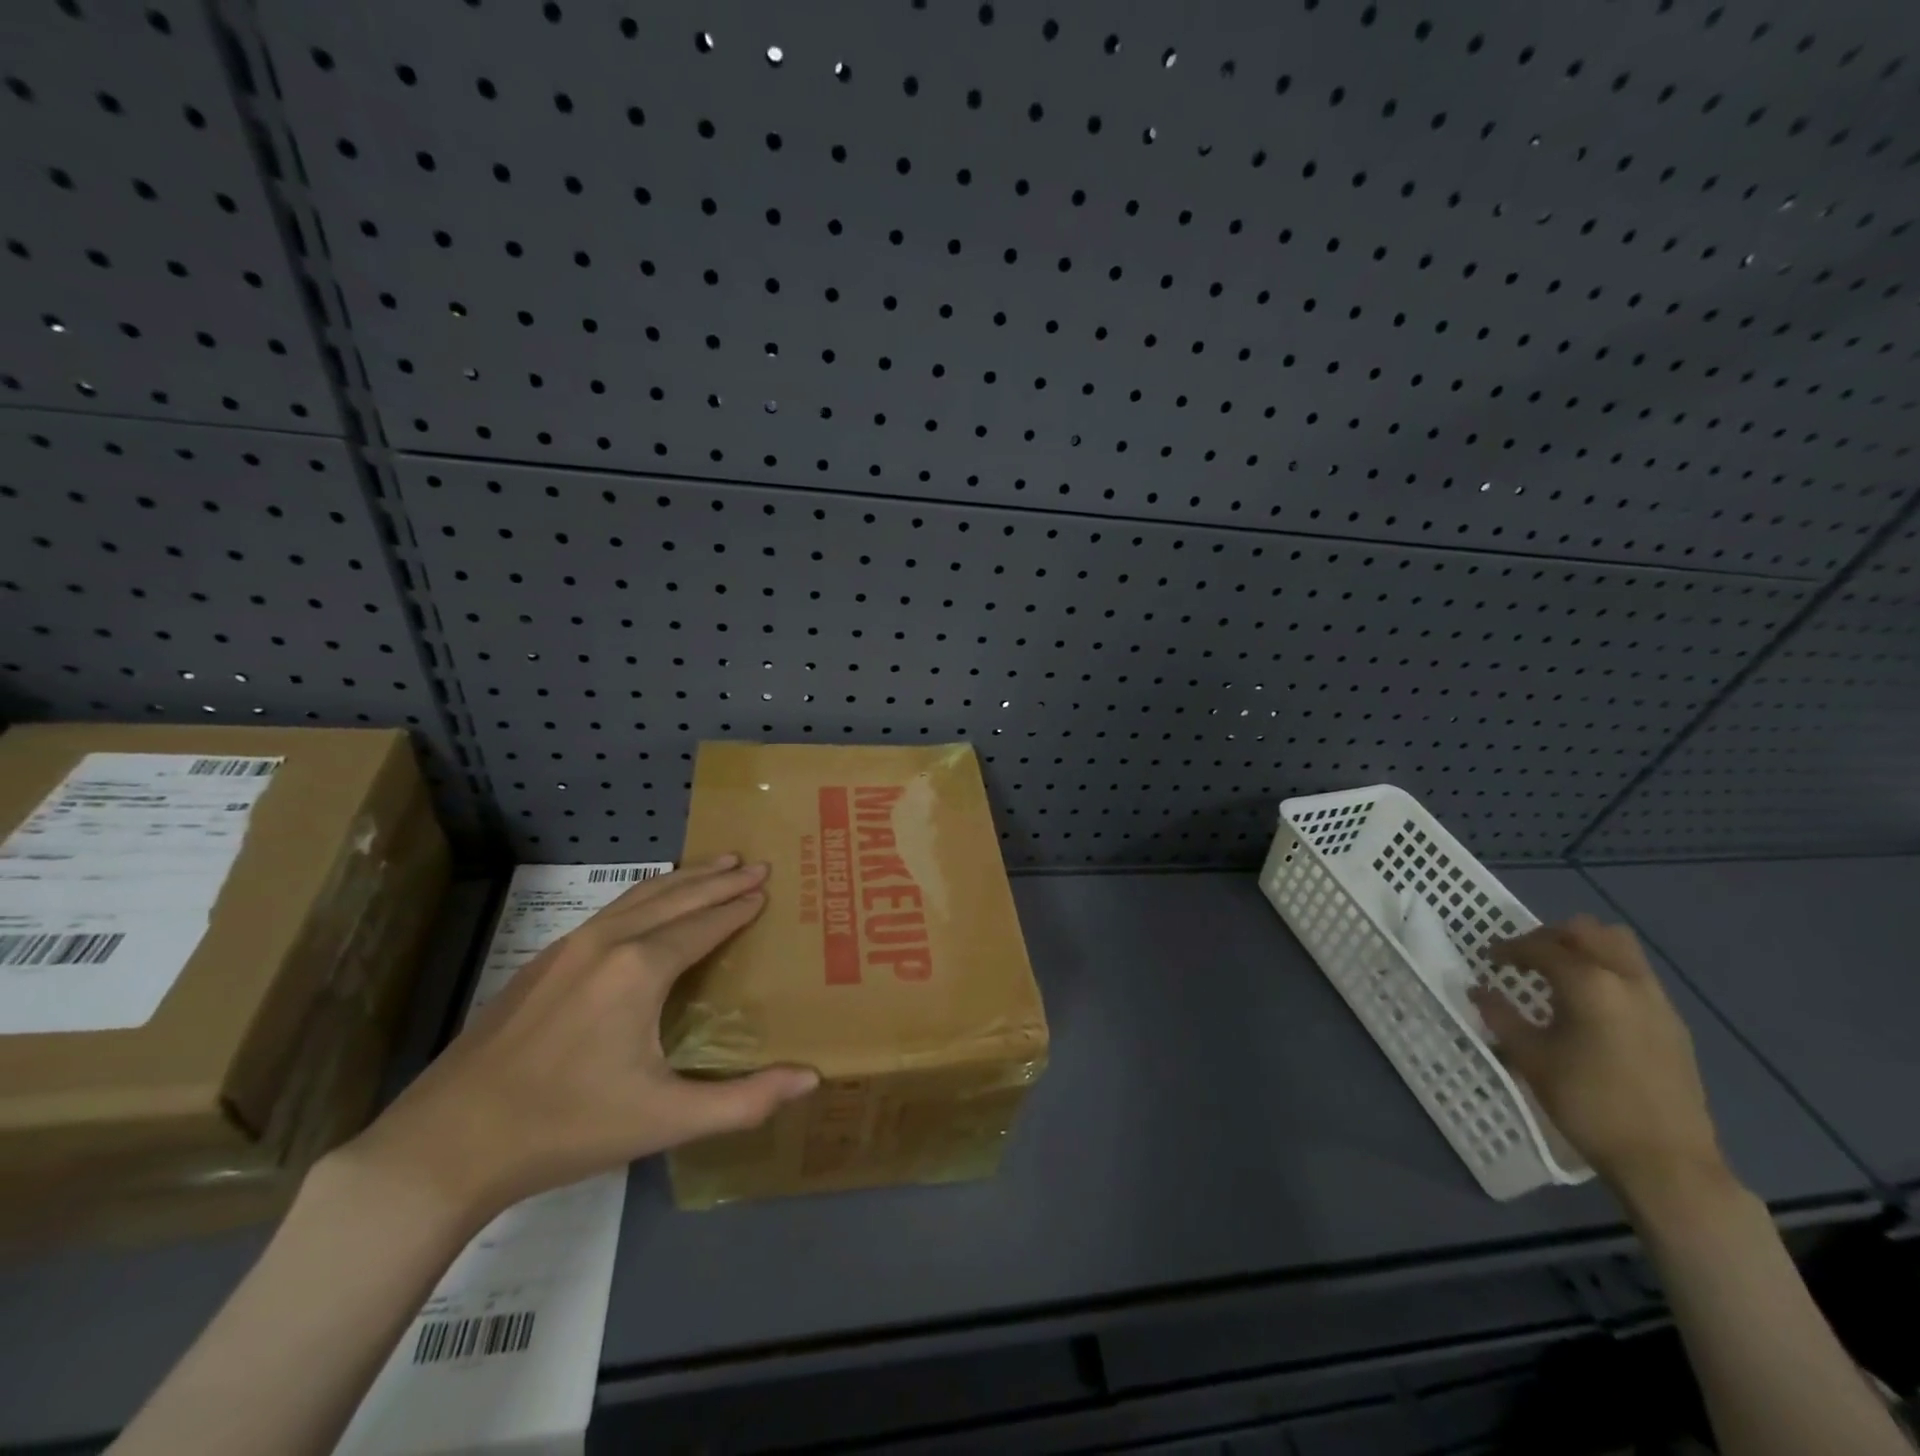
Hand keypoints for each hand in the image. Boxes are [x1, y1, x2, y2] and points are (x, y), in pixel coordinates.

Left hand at [338, 855, 817, 1223]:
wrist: (447, 1142)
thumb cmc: (567, 1126)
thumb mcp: (665, 1118)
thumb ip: (744, 1100)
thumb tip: (812, 1079)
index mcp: (641, 969)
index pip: (706, 924)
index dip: (740, 906)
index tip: (768, 887)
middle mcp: (609, 942)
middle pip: (677, 896)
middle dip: (719, 878)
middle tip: (754, 863)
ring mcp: (569, 946)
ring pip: (639, 896)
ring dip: (682, 878)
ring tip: (715, 864)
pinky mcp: (541, 960)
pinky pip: (611, 910)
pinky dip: (646, 895)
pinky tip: (649, 902)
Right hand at [1472, 915, 1727, 1203]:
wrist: (1667, 1162)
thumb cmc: (1588, 1104)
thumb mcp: (1530, 1058)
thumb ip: (1500, 1016)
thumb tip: (1478, 990)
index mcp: (1589, 984)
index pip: (1540, 947)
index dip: (1508, 949)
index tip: (1489, 960)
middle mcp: (1627, 981)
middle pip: (1588, 932)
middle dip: (1550, 936)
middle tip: (1525, 958)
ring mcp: (1657, 1002)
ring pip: (1620, 948)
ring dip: (1584, 949)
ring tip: (1558, 975)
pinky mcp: (1673, 1024)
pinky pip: (1636, 975)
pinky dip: (1607, 972)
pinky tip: (1589, 1006)